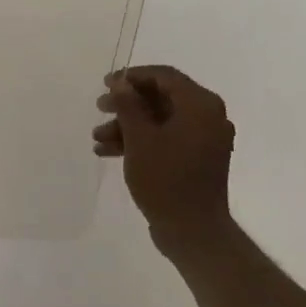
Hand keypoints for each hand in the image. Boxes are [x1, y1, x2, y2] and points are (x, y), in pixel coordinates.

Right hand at [93, 65, 235, 249]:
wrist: (192, 230)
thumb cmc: (166, 179)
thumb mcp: (140, 139)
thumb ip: (128, 105)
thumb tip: (120, 82)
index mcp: (200, 105)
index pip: (165, 76)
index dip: (132, 76)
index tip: (105, 83)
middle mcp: (208, 117)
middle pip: (162, 98)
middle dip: (127, 104)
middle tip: (99, 107)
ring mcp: (204, 139)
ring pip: (161, 120)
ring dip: (128, 126)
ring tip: (97, 137)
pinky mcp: (196, 159)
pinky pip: (167, 139)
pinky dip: (141, 141)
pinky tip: (109, 152)